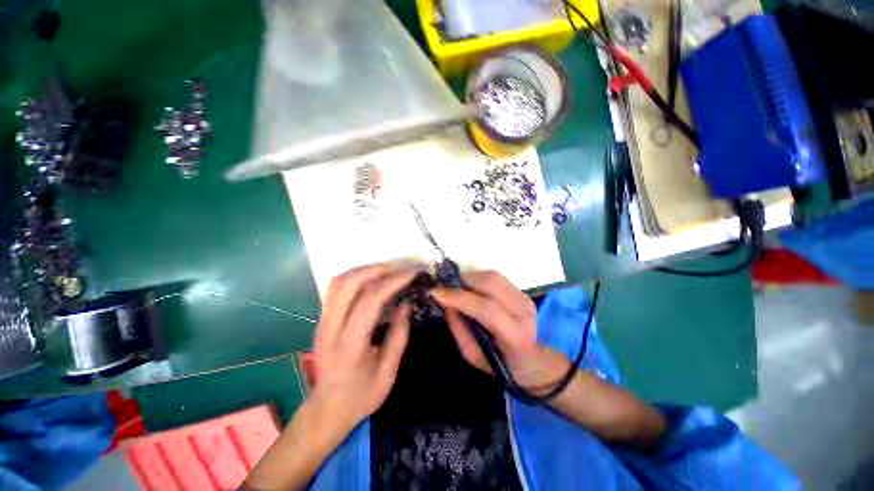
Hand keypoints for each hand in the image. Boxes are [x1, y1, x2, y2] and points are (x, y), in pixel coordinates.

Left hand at [311, 264, 416, 432]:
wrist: (327, 410)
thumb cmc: (360, 396)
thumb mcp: (388, 372)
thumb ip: (399, 335)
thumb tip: (406, 303)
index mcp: (349, 344)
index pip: (369, 300)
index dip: (392, 282)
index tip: (411, 274)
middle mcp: (330, 327)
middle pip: (349, 283)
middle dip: (377, 269)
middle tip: (399, 269)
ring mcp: (322, 322)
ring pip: (339, 282)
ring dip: (364, 270)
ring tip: (387, 271)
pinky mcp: (321, 319)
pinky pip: (336, 288)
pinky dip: (355, 277)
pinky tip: (371, 280)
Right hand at [431, 271, 568, 394]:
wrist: (533, 360)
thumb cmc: (501, 363)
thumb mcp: (473, 355)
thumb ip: (458, 328)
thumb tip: (446, 303)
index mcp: (515, 335)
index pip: (486, 308)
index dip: (459, 297)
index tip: (436, 293)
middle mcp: (524, 311)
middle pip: (490, 284)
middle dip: (462, 281)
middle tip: (443, 287)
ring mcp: (525, 298)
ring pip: (492, 276)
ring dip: (468, 277)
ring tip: (454, 286)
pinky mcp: (521, 291)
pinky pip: (495, 277)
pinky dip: (477, 278)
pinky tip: (468, 286)